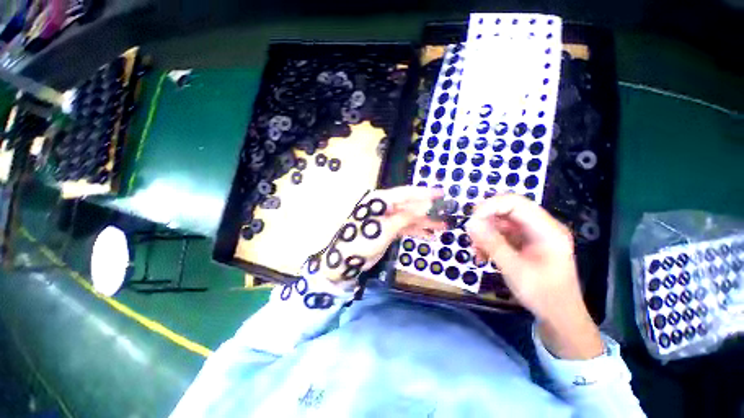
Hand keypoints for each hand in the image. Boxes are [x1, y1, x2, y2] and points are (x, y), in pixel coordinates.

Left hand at [307, 186, 444, 289]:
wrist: (346, 261)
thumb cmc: (362, 241)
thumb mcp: (385, 229)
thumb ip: (406, 216)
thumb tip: (426, 205)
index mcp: (381, 200)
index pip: (406, 193)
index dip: (425, 193)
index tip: (442, 193)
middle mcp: (385, 206)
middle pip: (410, 205)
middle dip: (428, 210)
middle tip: (447, 213)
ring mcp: (387, 219)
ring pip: (409, 217)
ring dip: (425, 221)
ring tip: (443, 226)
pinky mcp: (388, 230)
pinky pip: (405, 227)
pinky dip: (416, 230)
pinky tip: (429, 235)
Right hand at [466, 194, 602, 358]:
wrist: (559, 317)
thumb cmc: (543, 295)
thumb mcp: (515, 270)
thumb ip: (492, 244)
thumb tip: (470, 223)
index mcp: (547, 230)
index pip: (516, 203)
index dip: (491, 206)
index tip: (471, 220)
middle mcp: (541, 227)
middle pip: (507, 210)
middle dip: (485, 220)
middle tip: (470, 235)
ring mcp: (533, 234)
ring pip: (501, 222)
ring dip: (485, 233)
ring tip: (475, 250)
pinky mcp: (525, 242)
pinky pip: (502, 234)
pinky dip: (489, 241)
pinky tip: (482, 255)